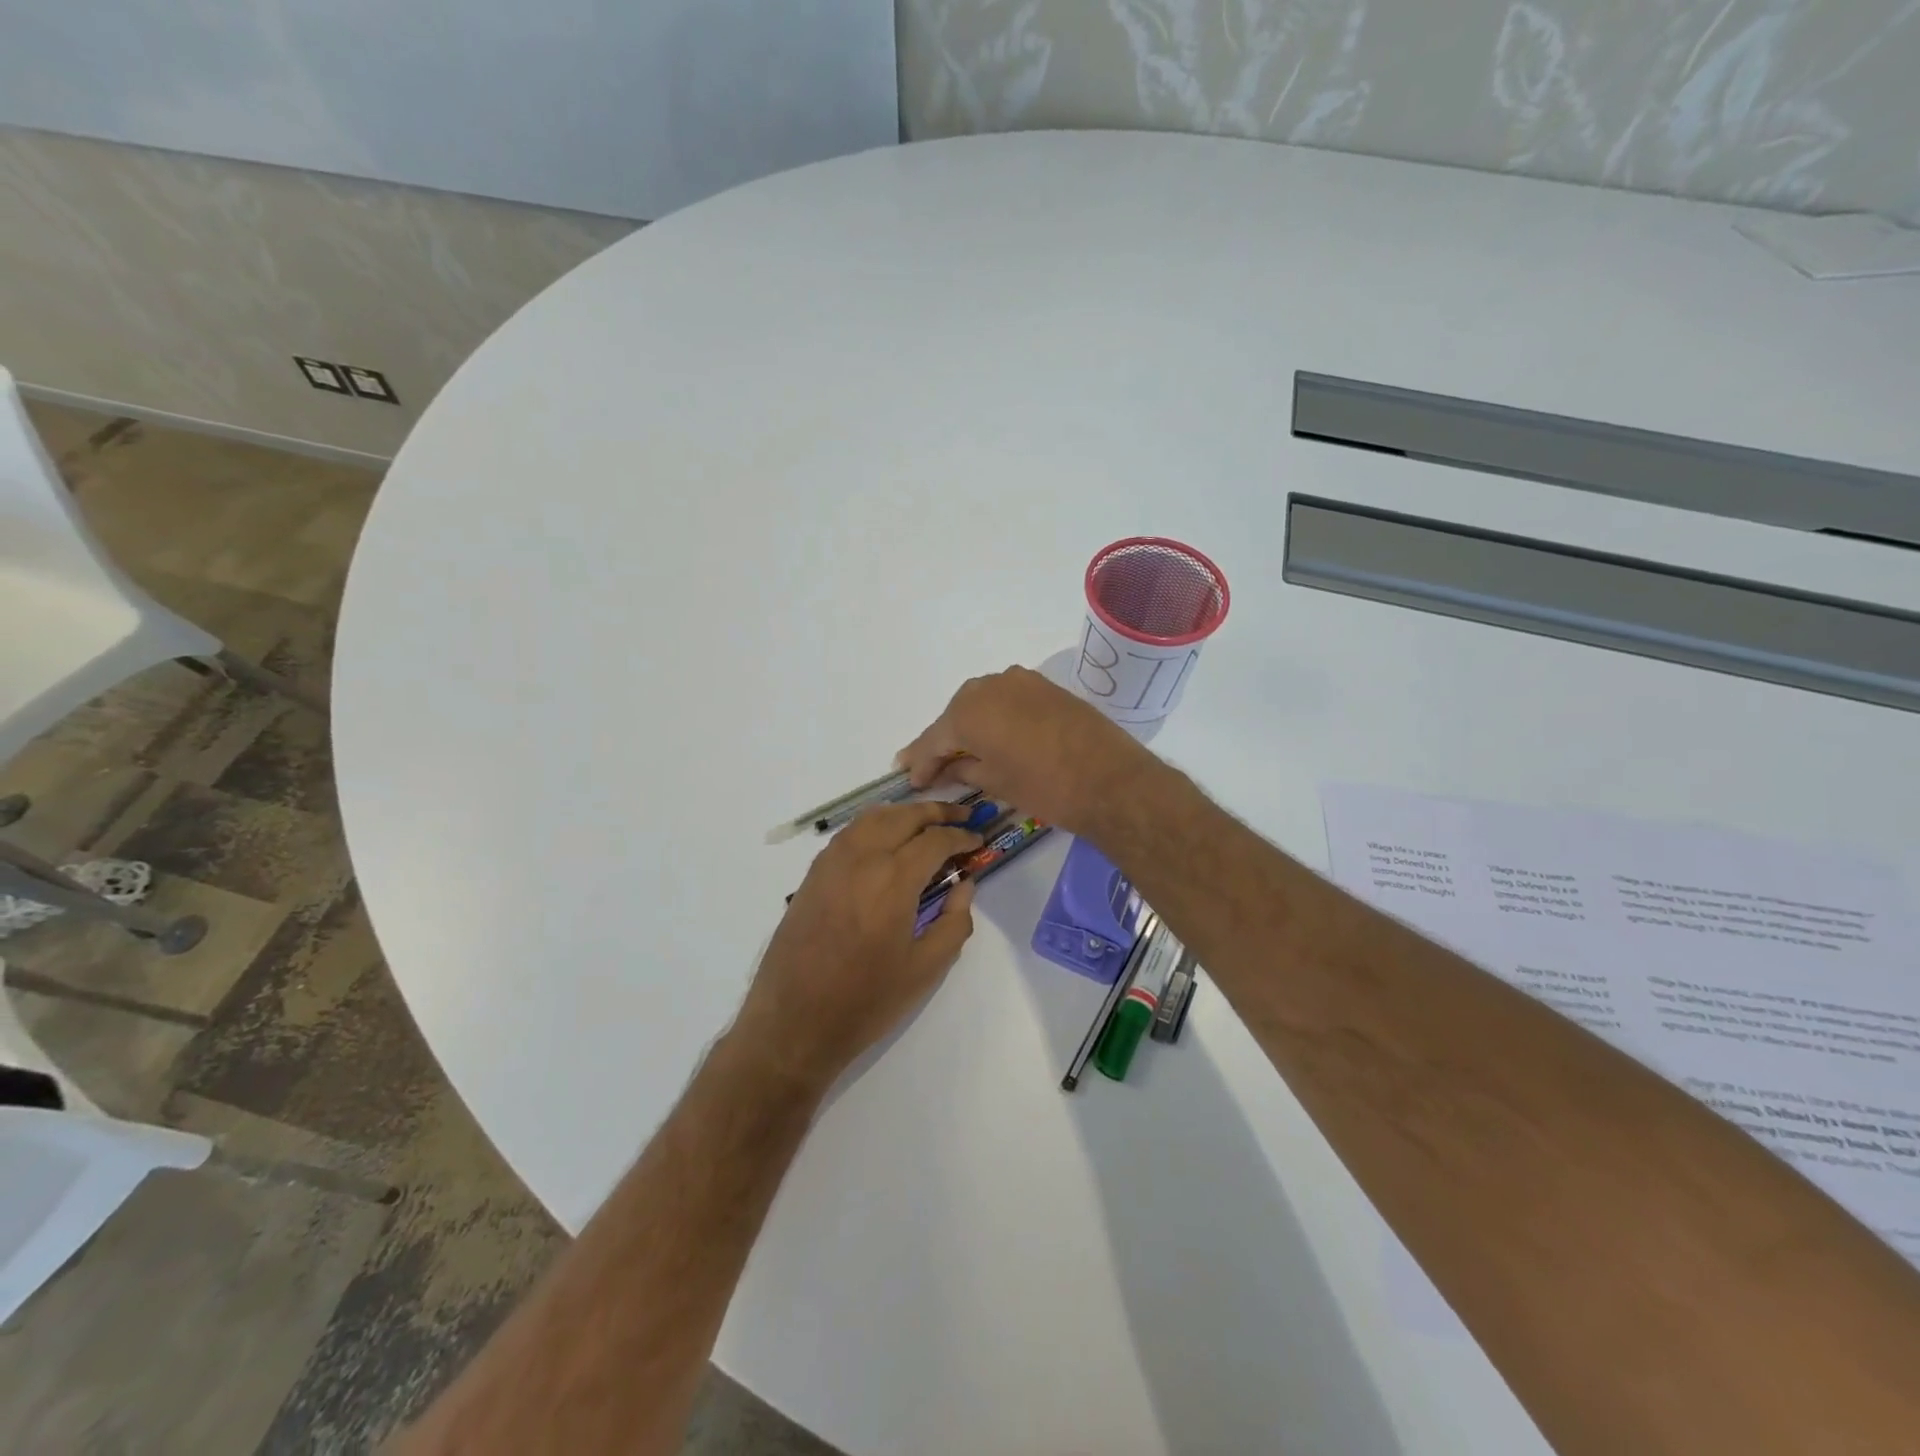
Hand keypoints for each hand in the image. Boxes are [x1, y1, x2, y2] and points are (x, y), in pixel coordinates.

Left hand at [732, 801, 980, 1090]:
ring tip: (926, 823)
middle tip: (961, 817)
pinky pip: (849, 833)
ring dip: (904, 814)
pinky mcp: (813, 874)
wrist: (793, 1023)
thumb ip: (954, 922)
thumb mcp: (925, 969)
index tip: (978, 842)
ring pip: (873, 817)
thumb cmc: (866, 1001)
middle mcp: (862, 858)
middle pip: (904, 816)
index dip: (962, 837)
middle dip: (937, 812)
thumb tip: (964, 886)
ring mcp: (832, 862)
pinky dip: (875, 825)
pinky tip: (886, 841)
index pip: (936, 840)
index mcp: (893, 879)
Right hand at [896, 667, 1157, 835]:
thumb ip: (964, 769)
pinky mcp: (1047, 687)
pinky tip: (995, 736)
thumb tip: (948, 767)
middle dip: (944, 740)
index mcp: (969, 710)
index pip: (935, 738)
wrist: (1111, 780)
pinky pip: (1008, 700)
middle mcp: (990, 685)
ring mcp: (1022, 681)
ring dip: (970, 725)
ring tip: (962, 752)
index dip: (921, 761)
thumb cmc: (1045, 787)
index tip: (911, 779)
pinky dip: (997, 717)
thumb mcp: (996, 783)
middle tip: (930, 766)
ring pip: (983, 703)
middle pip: (956, 715)